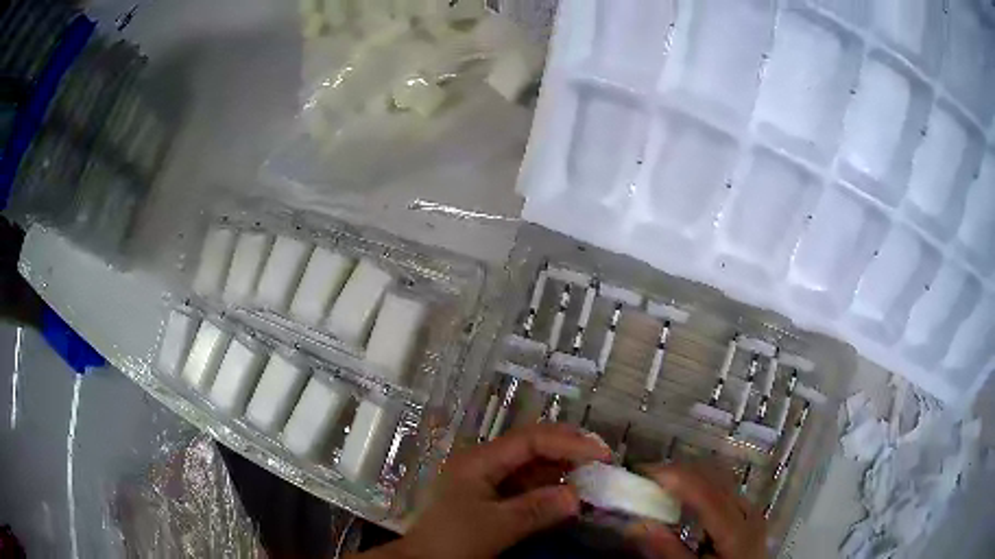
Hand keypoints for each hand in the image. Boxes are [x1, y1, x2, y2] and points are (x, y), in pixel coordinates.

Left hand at [362, 423, 611, 558]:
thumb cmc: (452, 540)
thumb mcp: (494, 526)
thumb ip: (536, 509)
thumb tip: (577, 496)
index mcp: (479, 461)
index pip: (531, 440)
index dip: (568, 443)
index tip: (602, 455)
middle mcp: (485, 464)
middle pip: (532, 446)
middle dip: (568, 449)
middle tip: (603, 459)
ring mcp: (488, 481)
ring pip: (532, 467)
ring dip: (562, 469)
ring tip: (594, 475)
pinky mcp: (492, 499)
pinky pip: (528, 487)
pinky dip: (550, 489)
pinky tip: (569, 494)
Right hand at [629, 464, 766, 558]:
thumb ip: (668, 551)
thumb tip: (637, 525)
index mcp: (736, 528)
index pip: (706, 492)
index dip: (675, 477)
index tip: (642, 471)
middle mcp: (748, 511)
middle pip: (715, 479)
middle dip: (680, 472)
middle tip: (646, 475)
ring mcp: (751, 510)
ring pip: (720, 480)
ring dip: (690, 476)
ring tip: (661, 482)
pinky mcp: (748, 514)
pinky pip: (724, 489)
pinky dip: (701, 485)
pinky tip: (685, 495)